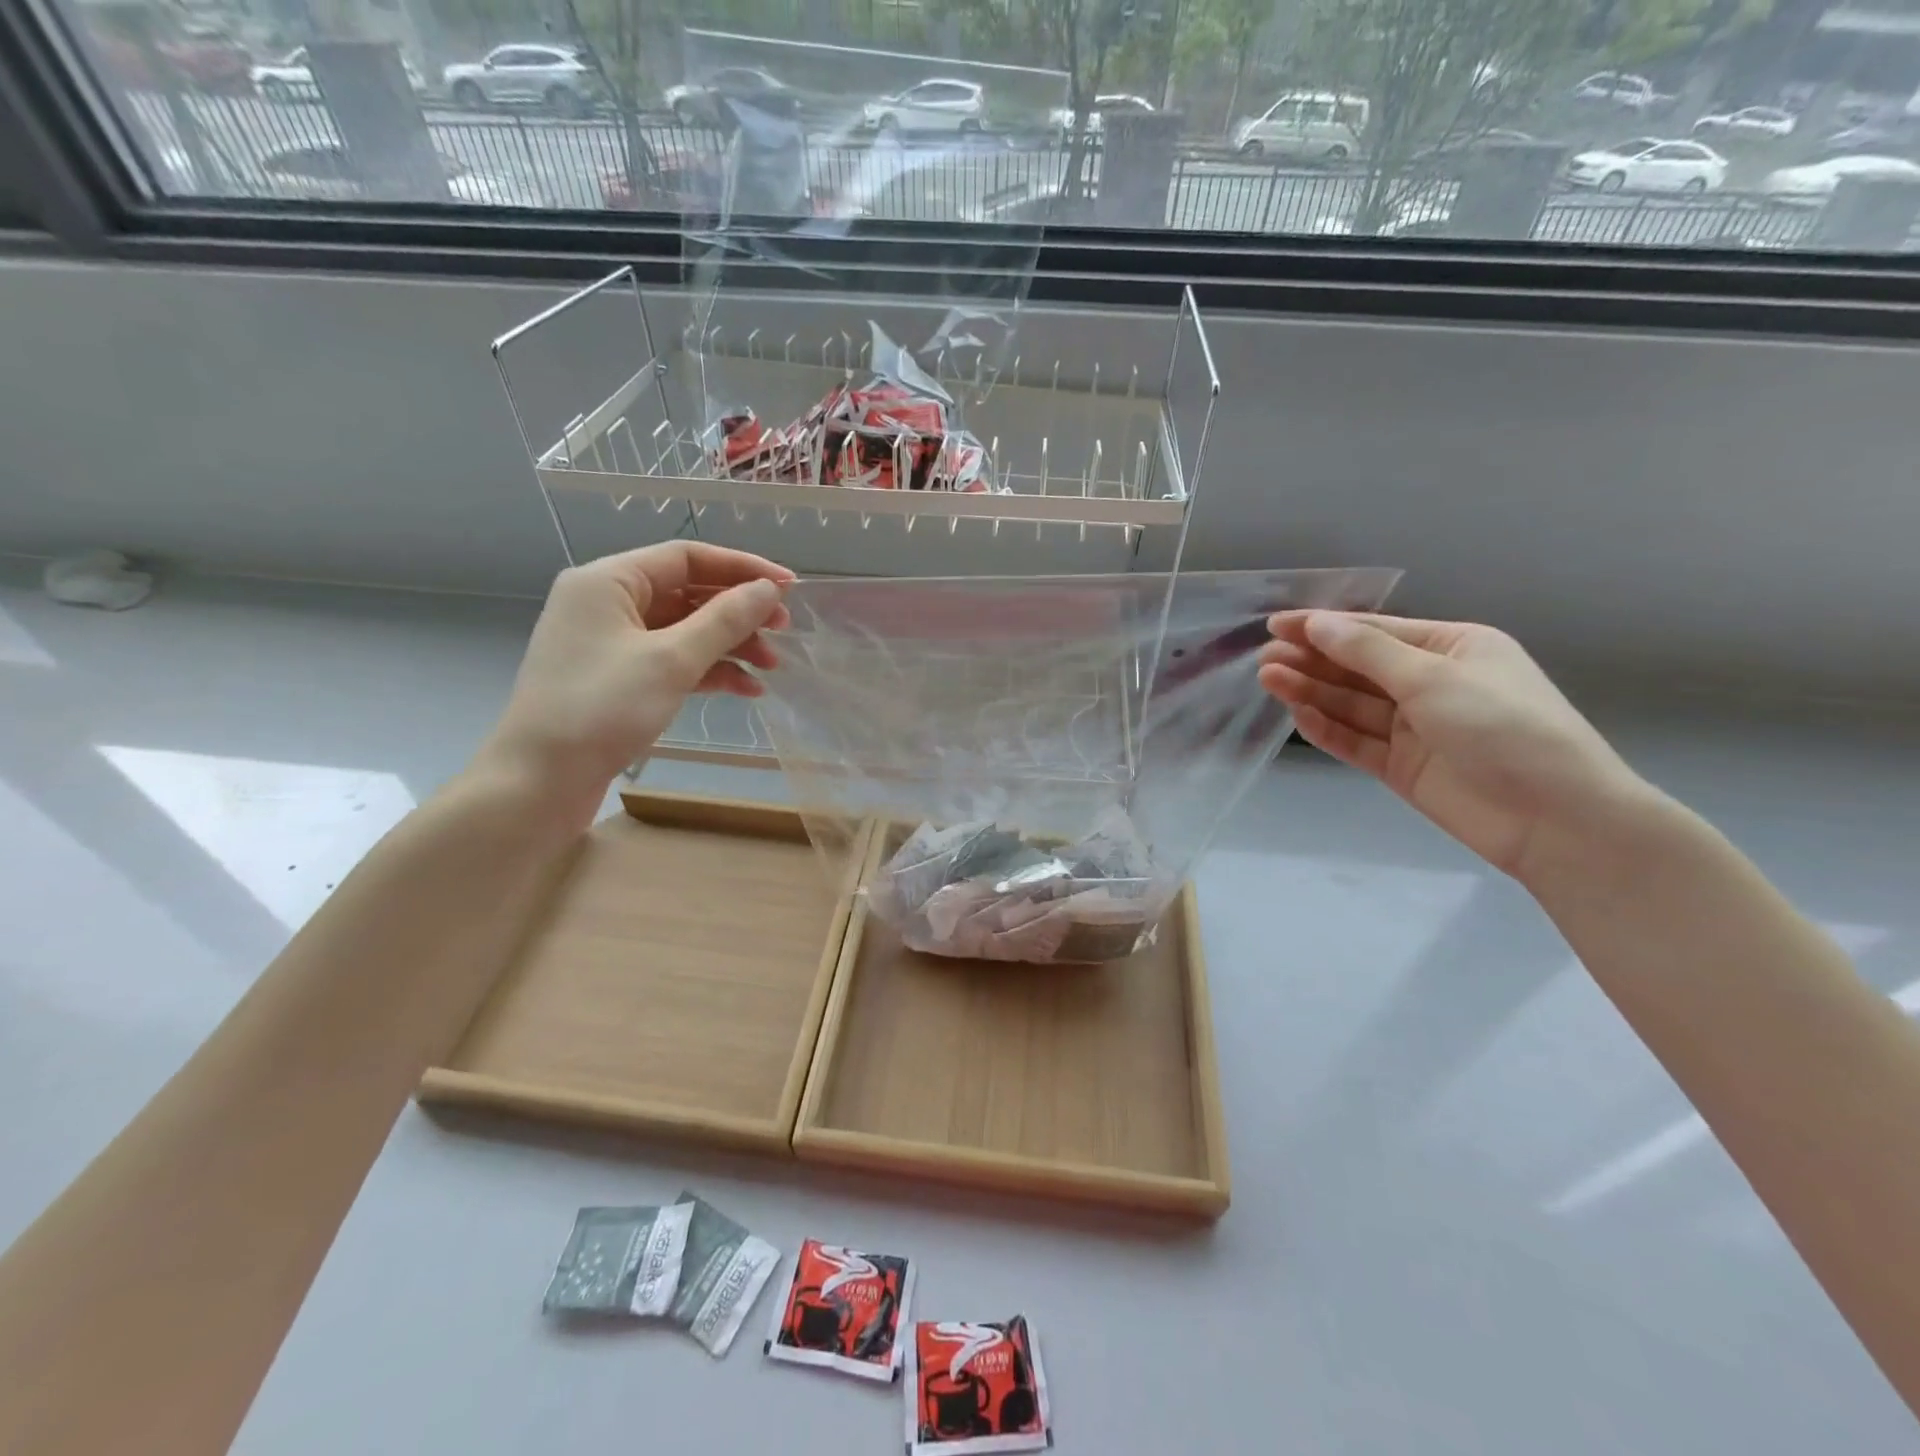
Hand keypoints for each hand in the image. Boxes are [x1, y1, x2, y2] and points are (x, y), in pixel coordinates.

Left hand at [472, 543, 793, 831]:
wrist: (538, 782)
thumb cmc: (600, 710)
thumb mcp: (671, 661)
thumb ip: (724, 620)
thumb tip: (769, 589)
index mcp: (609, 581)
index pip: (687, 557)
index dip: (742, 568)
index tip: (789, 587)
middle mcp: (607, 603)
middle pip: (688, 593)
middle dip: (739, 611)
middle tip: (784, 631)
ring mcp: (611, 643)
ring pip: (684, 630)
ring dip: (730, 644)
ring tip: (770, 666)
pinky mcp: (618, 679)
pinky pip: (672, 661)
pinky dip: (708, 670)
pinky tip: (745, 689)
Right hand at [1258, 612, 1655, 882]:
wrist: (1555, 819)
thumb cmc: (1505, 728)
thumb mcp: (1434, 678)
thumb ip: (1368, 653)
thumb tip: (1317, 624)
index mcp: (1453, 649)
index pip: (1377, 632)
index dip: (1325, 626)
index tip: (1276, 625)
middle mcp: (1431, 684)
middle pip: (1359, 668)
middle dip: (1312, 660)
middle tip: (1265, 658)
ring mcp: (1415, 728)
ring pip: (1352, 704)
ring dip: (1312, 691)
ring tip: (1268, 679)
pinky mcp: (1402, 767)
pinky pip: (1357, 741)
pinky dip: (1328, 729)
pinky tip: (1298, 717)